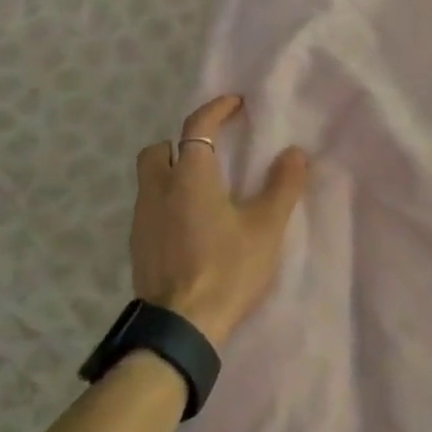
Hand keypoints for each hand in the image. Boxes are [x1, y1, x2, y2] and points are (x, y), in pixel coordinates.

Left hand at [133, 95, 308, 347]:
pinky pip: (150, 209)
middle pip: (159, 149)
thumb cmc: (228, 269)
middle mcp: (158, 189)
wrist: (182, 327)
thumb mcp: (266, 227)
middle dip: (181, 143)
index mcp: (190, 176)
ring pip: (150, 180)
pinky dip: (168, 203)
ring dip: (173, 174)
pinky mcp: (137, 246)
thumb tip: (294, 152)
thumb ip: (282, 185)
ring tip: (204, 193)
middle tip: (211, 154)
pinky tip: (190, 226)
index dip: (217, 109)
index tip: (236, 104)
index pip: (198, 126)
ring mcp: (142, 219)